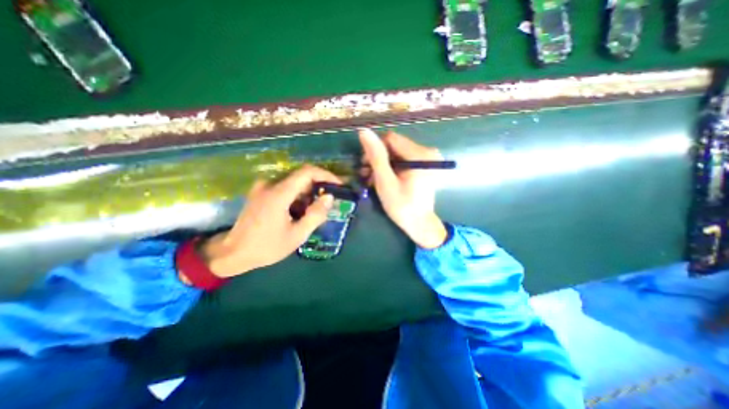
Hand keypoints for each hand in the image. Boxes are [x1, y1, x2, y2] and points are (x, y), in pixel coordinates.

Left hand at [196, 164, 338, 276]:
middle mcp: (270, 184)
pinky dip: (297, 196)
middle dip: (318, 186)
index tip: (338, 185)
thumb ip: (315, 215)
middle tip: (329, 201)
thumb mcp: (297, 235)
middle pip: (301, 176)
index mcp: (279, 193)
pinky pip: (285, 188)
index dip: (326, 175)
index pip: (307, 172)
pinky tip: (299, 212)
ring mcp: (263, 187)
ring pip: (294, 182)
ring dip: (308, 193)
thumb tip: (329, 197)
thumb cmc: (267, 247)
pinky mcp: (260, 193)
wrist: (233, 253)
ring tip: (314, 211)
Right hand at [358, 127, 449, 249]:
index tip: (365, 166)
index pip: (390, 139)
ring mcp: (427, 158)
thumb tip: (364, 131)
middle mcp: (427, 151)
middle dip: (378, 158)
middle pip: (394, 145)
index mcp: (420, 155)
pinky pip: (403, 159)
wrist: (419, 224)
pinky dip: (391, 167)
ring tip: (372, 179)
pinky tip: (383, 178)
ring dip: (383, 164)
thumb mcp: (385, 182)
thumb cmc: (402, 206)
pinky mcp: (424, 165)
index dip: (374, 149)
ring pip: (397, 152)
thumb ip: (376, 156)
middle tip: (366, 175)